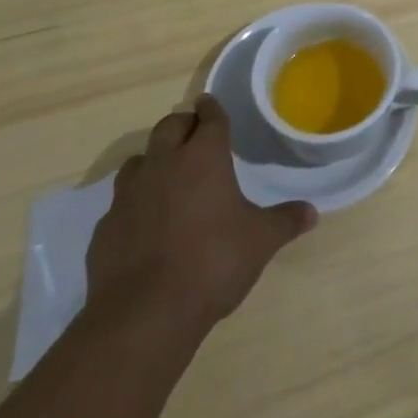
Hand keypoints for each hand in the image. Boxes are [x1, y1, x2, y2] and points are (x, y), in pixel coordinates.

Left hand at [85, 95, 316, 338]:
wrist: (144, 314)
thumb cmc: (212, 263)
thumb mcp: (261, 241)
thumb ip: (285, 221)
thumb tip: (312, 213)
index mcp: (203, 156)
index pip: (209, 118)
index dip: (212, 109)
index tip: (211, 102)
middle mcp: (163, 164)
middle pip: (169, 127)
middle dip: (183, 125)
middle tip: (194, 135)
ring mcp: (129, 194)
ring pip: (140, 160)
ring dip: (154, 160)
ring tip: (167, 175)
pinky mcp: (105, 227)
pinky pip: (121, 202)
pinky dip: (134, 203)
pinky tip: (144, 223)